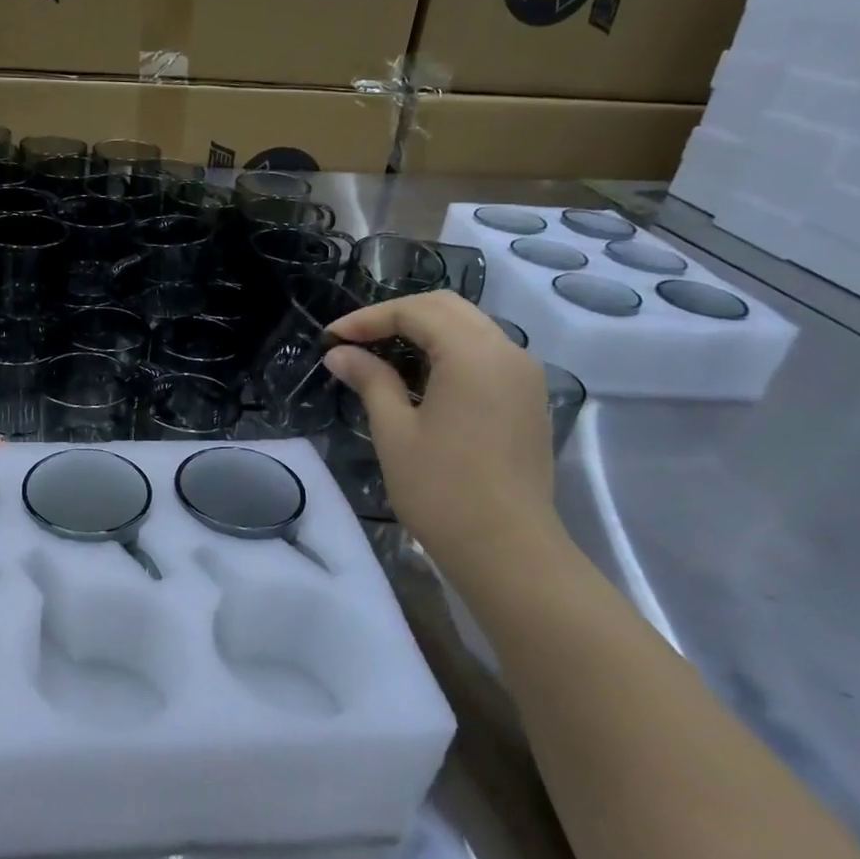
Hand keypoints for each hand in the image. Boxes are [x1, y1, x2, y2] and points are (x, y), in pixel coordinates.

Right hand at [323, 292, 559, 574]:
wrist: (508, 551)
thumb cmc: (442, 490)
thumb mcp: (395, 430)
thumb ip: (370, 380)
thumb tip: (340, 353)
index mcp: (474, 354)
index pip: (415, 311)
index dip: (368, 318)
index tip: (331, 338)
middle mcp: (508, 352)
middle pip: (447, 308)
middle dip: (396, 315)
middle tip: (354, 338)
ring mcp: (524, 375)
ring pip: (470, 328)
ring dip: (424, 331)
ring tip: (380, 353)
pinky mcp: (528, 399)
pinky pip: (485, 354)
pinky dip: (448, 351)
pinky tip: (419, 376)